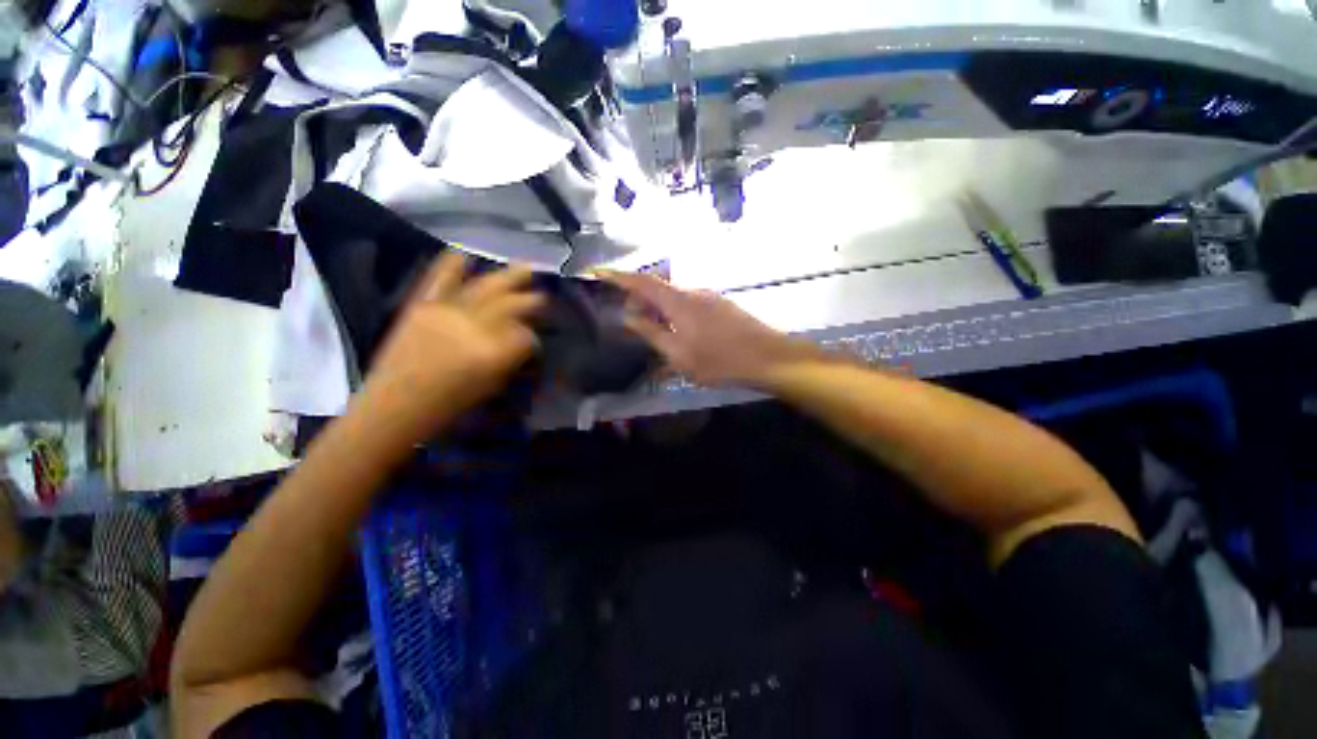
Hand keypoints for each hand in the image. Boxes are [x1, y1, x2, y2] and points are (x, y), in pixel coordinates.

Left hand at [361, 252, 544, 435]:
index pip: (527, 335)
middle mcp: (475, 325)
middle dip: (532, 301)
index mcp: (493, 352)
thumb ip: (512, 359)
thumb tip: (525, 341)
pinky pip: (440, 278)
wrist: (395, 405)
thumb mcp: (493, 386)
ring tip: (525, 267)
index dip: (535, 339)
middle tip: (542, 299)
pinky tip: (465, 253)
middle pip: (512, 305)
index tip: (536, 343)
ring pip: (485, 287)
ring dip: (508, 276)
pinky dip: (451, 264)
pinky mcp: (422, 305)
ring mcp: (447, 311)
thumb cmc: (450, 404)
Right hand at [604, 272, 826, 387]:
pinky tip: (677, 334)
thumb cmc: (719, 361)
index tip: (597, 271)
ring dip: (658, 309)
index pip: (641, 282)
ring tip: (652, 331)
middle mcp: (692, 292)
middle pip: (657, 288)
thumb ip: (651, 333)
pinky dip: (674, 313)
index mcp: (678, 301)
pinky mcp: (721, 306)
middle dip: (638, 299)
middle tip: (629, 320)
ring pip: (673, 297)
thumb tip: (627, 317)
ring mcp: (709, 297)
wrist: (767, 358)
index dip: (618, 276)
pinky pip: (688, 304)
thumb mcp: (678, 354)